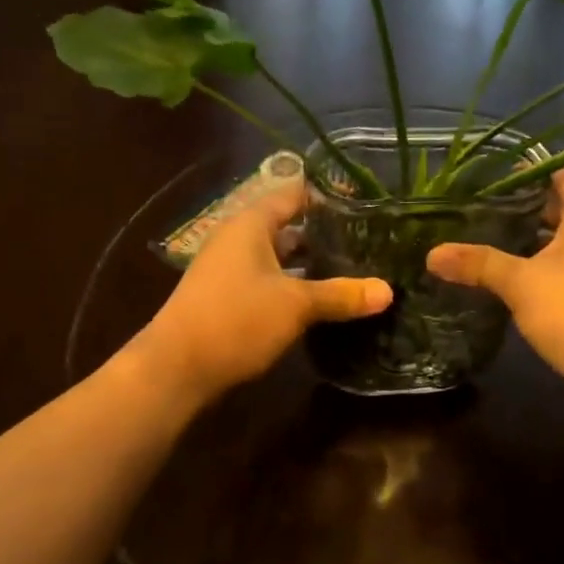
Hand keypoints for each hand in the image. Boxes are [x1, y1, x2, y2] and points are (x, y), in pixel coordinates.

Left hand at [130, 184, 391, 405]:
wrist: (176, 369)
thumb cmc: (236, 319)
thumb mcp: (295, 305)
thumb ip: (341, 295)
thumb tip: (388, 291)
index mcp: (251, 224)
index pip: (294, 194)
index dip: (328, 196)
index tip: (366, 204)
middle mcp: (239, 239)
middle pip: (289, 226)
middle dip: (326, 234)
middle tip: (370, 241)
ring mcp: (231, 270)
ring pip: (281, 258)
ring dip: (312, 264)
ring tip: (356, 269)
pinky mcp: (229, 298)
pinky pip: (271, 281)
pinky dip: (296, 285)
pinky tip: (323, 301)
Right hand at [427, 167, 563, 406]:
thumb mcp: (521, 285)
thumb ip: (479, 264)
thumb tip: (432, 254)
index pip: (560, 172)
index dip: (526, 176)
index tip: (490, 187)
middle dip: (530, 211)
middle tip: (487, 219)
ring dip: (547, 240)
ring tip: (505, 249)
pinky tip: (537, 282)